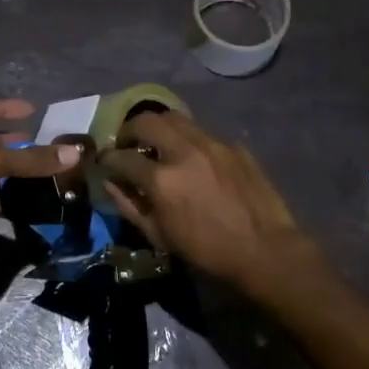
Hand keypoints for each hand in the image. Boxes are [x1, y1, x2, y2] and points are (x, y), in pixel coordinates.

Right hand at [98, 110, 310, 292]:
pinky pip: (202, 132)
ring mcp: (212, 143)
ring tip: (158, 144)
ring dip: (159, 128)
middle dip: (129, 129)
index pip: (121, 156)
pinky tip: (193, 159)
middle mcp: (184, 151)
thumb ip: (129, 205)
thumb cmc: (206, 250)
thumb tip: (110, 183)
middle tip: (128, 144)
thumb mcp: (159, 235)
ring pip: (175, 117)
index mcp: (161, 179)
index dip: (107, 159)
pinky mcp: (233, 144)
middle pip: (146, 120)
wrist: (264, 249)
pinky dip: (188, 140)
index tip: (105, 163)